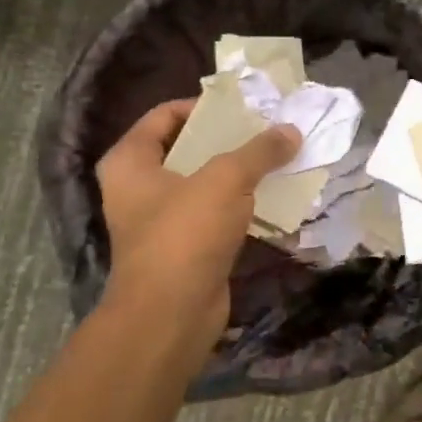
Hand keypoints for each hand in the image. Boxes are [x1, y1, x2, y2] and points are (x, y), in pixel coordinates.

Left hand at [94, 99, 300, 361]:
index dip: (203, 106)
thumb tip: (291, 130)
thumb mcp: (225, 181)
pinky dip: (241, 205)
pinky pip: (216, 214)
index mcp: (130, 162)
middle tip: (267, 131)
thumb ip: (259, 151)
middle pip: (187, 148)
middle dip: (228, 139)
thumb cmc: (185, 234)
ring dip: (239, 173)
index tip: (244, 107)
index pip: (164, 115)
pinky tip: (273, 197)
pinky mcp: (185, 248)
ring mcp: (161, 220)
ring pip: (205, 183)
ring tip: (277, 160)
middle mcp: (139, 188)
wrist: (171, 315)